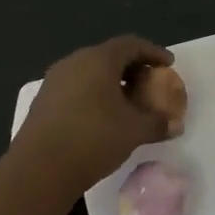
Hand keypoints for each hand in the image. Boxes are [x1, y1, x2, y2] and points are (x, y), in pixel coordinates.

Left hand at [12, 35, 176, 190]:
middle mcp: (74, 62)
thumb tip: (175, 125)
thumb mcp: (135, 131)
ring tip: (128, 102)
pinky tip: (102, 116)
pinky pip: (76, 87)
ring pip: (90, 72)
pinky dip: (94, 94)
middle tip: (150, 83)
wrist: (39, 169)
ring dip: (112, 82)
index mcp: (98, 60)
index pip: (131, 45)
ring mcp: (55, 81)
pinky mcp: (43, 101)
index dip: (153, 52)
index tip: (168, 65)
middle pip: (109, 56)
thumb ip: (158, 123)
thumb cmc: (93, 139)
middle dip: (133, 68)